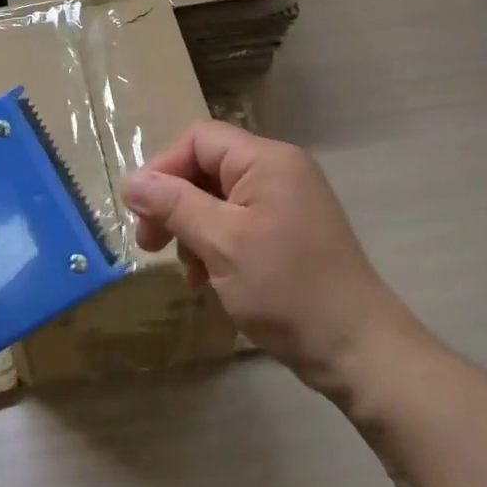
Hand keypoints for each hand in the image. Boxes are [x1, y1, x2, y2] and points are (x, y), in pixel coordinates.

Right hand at [122, 123, 421, 395]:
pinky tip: (207, 279)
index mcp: (267, 160)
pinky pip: (239, 222)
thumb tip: (131, 180)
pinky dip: (216, 244)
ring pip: (219, 199)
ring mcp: (287, 201)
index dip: (164, 168)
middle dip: (174, 203)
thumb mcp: (220, 243)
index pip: (200, 139)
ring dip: (192, 229)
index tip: (141, 212)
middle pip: (208, 167)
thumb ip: (174, 204)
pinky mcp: (289, 231)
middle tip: (149, 244)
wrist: (356, 347)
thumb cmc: (285, 288)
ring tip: (186, 271)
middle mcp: (279, 170)